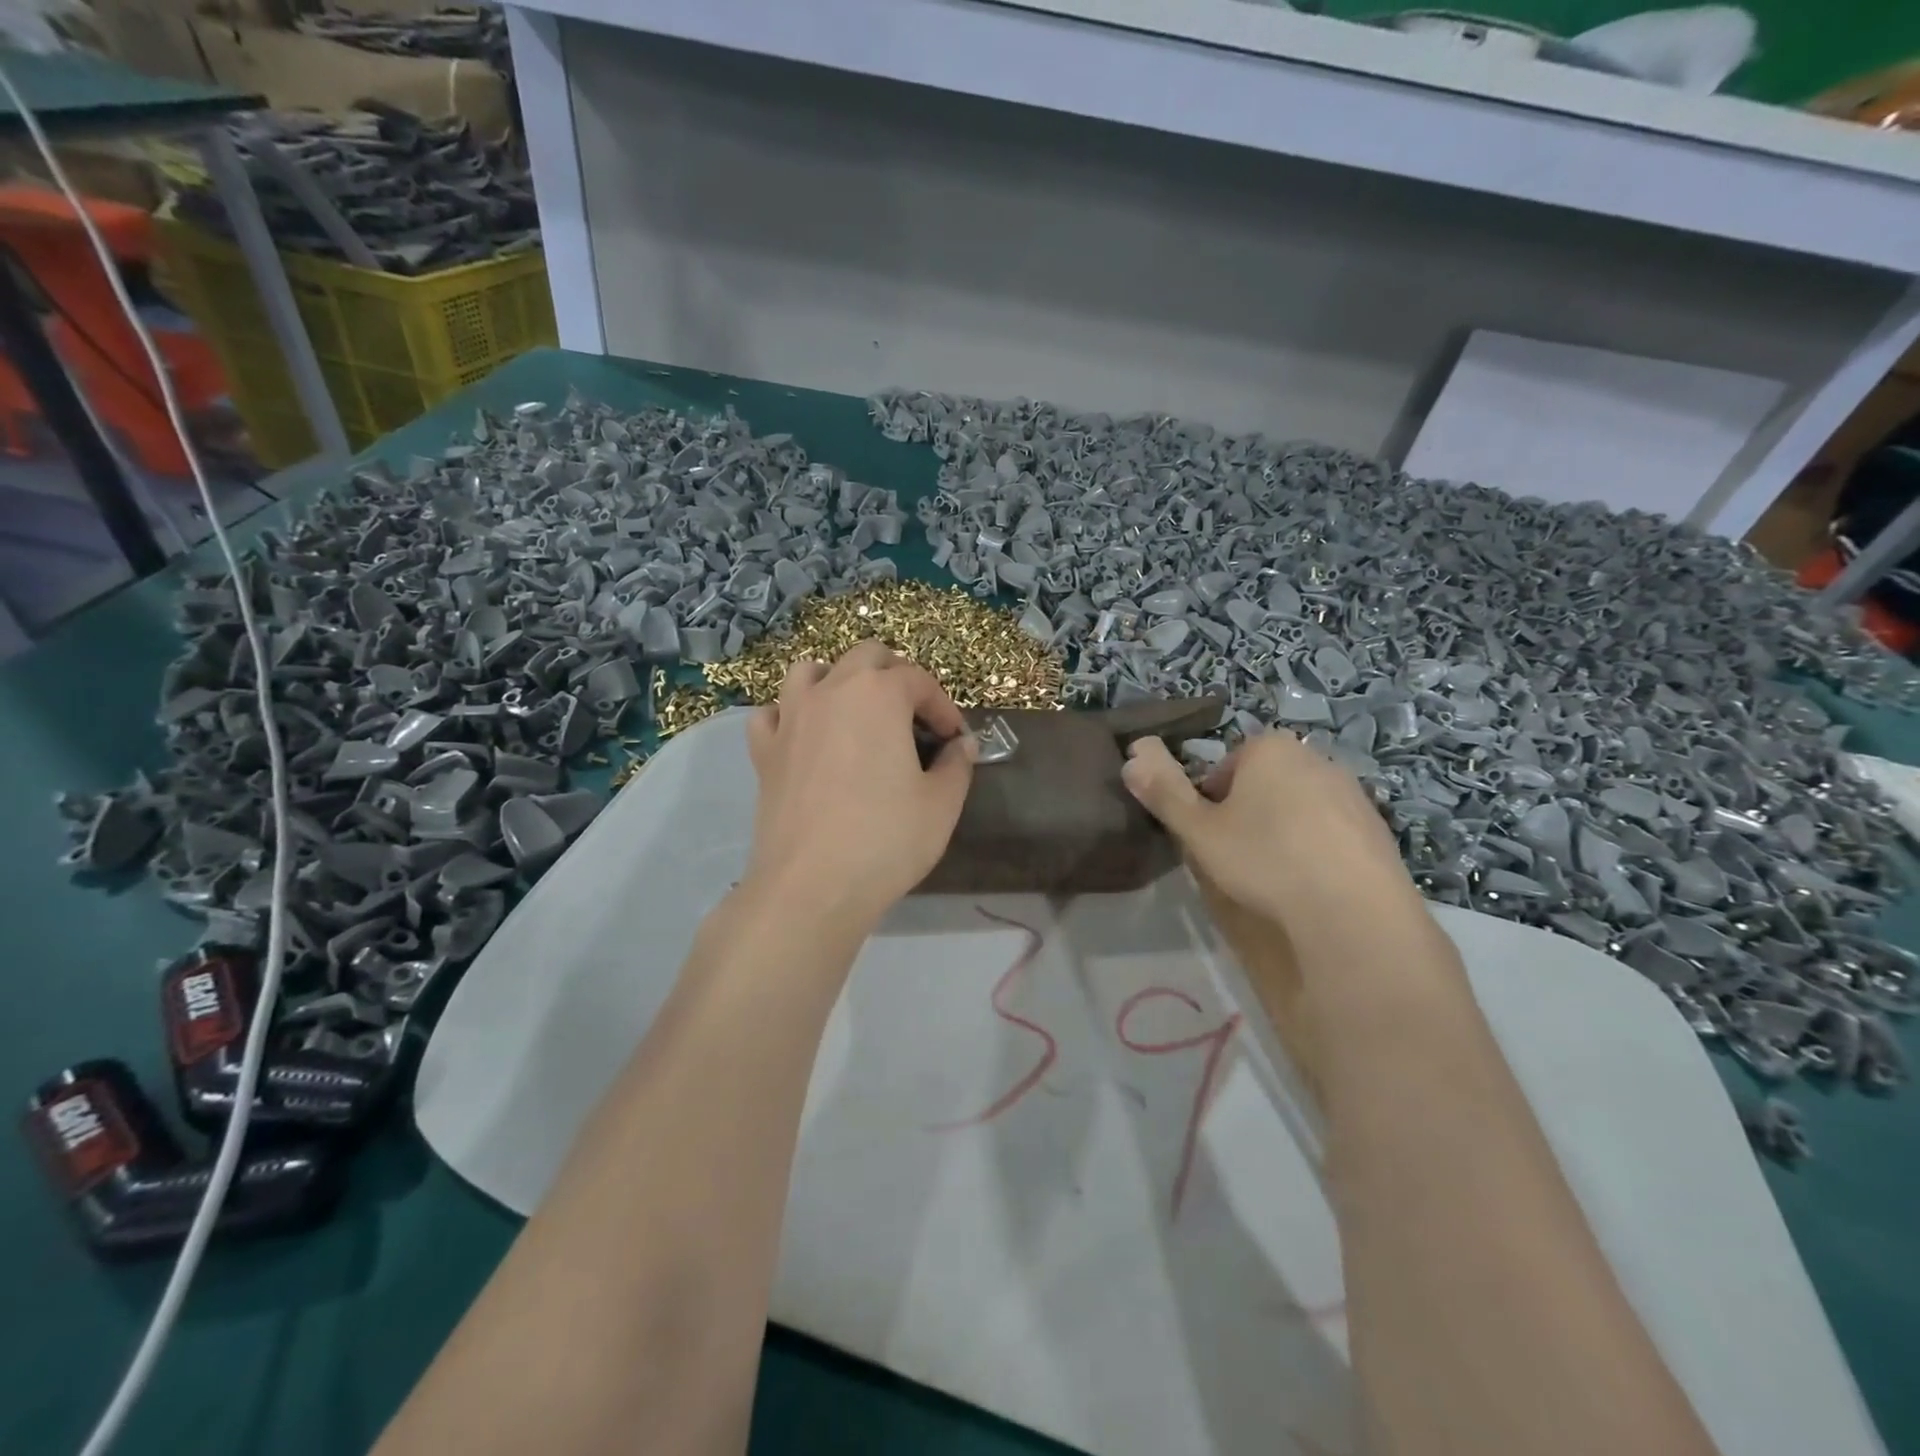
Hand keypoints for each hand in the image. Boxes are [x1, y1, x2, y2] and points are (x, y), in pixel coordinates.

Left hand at [743, 641, 976, 932]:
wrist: (811, 886)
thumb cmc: (886, 840)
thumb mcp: (941, 804)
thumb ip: (956, 765)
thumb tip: (961, 746)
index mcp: (878, 695)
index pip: (918, 680)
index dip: (943, 707)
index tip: (954, 739)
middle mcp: (830, 692)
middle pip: (866, 657)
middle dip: (896, 676)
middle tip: (914, 716)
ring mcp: (790, 718)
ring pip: (811, 671)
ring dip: (839, 680)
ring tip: (857, 713)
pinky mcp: (764, 751)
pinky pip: (773, 713)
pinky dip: (791, 715)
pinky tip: (807, 739)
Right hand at [1120, 732, 1420, 932]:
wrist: (1353, 912)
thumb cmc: (1264, 860)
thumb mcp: (1198, 830)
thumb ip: (1163, 791)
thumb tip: (1132, 754)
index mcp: (1268, 748)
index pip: (1223, 767)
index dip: (1208, 802)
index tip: (1209, 836)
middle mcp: (1314, 756)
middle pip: (1262, 782)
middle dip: (1246, 812)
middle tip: (1237, 856)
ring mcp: (1352, 791)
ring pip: (1297, 806)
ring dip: (1281, 831)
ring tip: (1273, 875)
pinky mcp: (1377, 826)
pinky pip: (1330, 831)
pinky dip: (1316, 849)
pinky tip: (1310, 884)